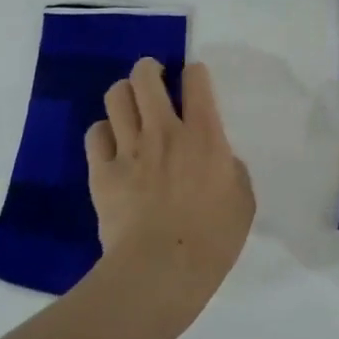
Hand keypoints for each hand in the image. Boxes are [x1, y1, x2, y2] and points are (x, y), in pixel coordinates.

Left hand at [86, 58, 254, 305]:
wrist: (161, 269)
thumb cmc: (213, 238)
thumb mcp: (243, 200)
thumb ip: (232, 169)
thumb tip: (220, 160)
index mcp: (204, 135)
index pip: (196, 80)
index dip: (194, 73)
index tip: (194, 80)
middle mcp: (164, 131)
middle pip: (146, 78)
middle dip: (149, 69)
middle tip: (154, 78)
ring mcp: (128, 149)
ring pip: (116, 97)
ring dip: (125, 94)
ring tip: (130, 104)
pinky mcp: (102, 172)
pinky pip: (95, 133)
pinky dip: (103, 132)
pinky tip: (112, 143)